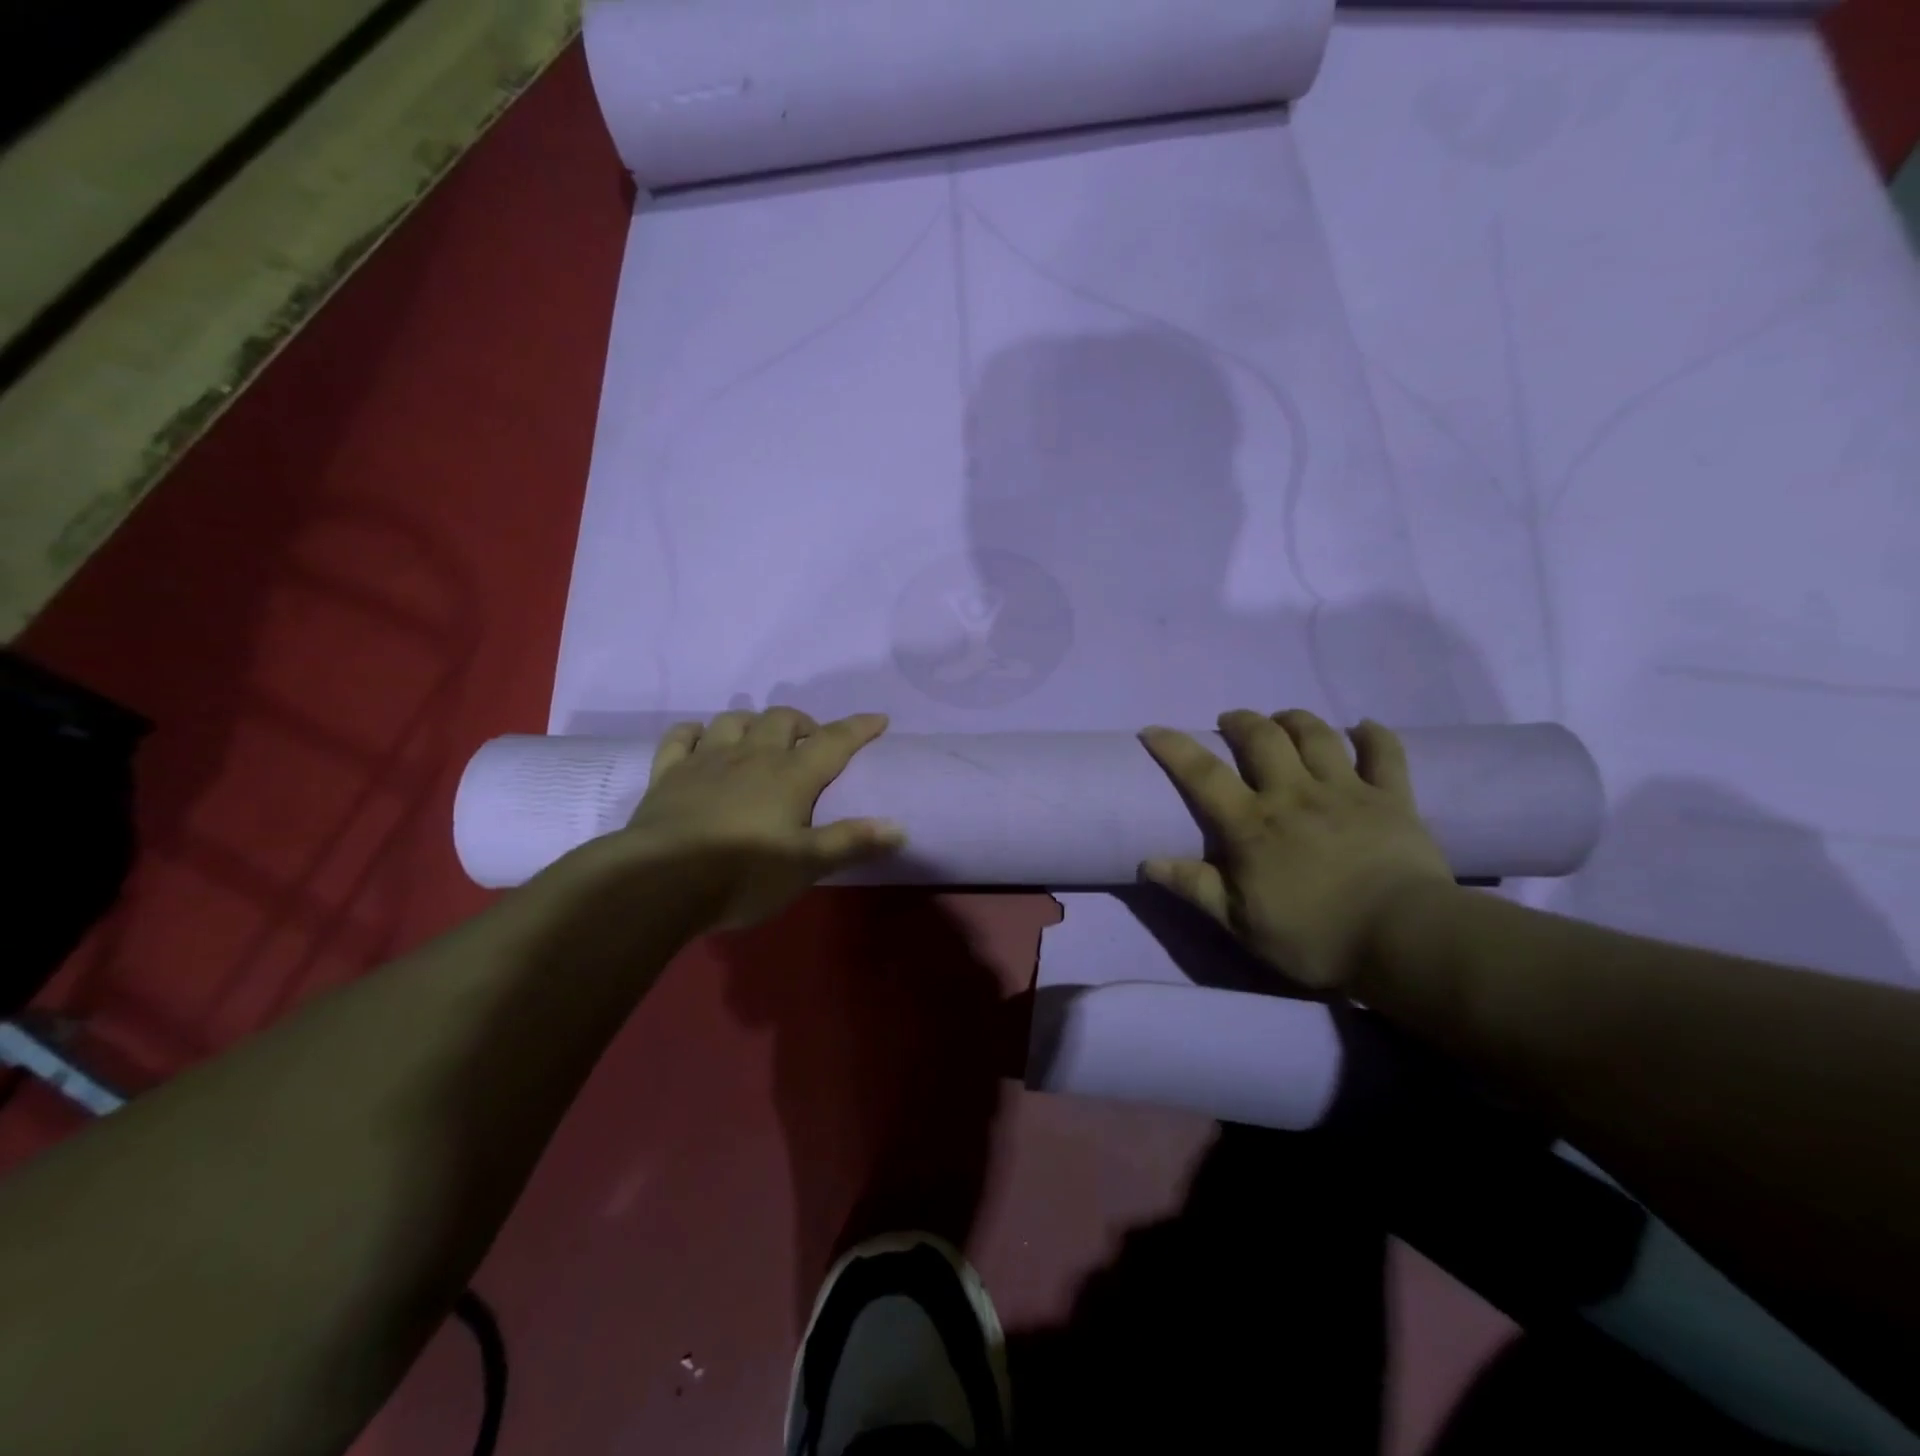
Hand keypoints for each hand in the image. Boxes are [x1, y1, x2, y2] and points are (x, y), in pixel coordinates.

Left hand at [621, 708, 903, 929]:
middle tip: (810, 743)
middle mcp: (752, 756)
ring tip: (760, 740)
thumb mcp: (807, 865)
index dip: (859, 727)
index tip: (879, 719)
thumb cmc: (744, 874)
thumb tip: (900, 827)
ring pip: (733, 720)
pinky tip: (702, 740)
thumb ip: (853, 842)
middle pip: (781, 719)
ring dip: (752, 722)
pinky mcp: (668, 774)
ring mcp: (706, 760)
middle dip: (802, 723)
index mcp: (790, 775)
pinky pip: (681, 737)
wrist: (661, 881)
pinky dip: (695, 732)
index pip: (834, 741)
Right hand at [1137, 709, 1454, 991]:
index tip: (1152, 730)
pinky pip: (1385, 753)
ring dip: (1294, 719)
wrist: (1404, 941)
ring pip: (1317, 735)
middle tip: (1231, 722)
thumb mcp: (1241, 923)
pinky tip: (1362, 728)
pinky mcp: (1392, 799)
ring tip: (1283, 720)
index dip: (1174, 747)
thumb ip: (1195, 888)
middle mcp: (1294, 794)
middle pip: (1263, 738)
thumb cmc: (1315, 938)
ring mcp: (1346, 791)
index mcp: (1252, 825)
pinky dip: (1373, 735)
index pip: (1203, 774)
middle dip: (1241, 721)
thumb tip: (1146, 863)